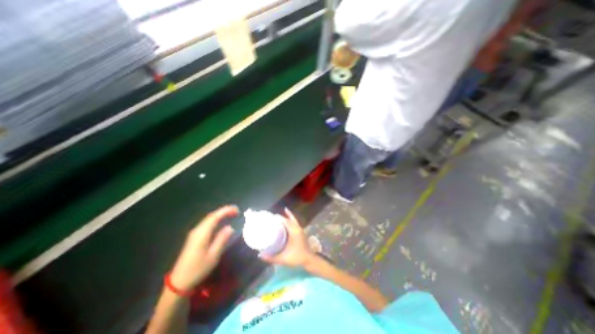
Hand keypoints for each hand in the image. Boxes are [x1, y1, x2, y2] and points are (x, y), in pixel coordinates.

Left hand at [168, 207, 237, 291]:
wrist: (179, 282)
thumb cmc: (198, 269)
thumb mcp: (213, 256)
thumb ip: (222, 240)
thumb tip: (230, 228)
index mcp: (202, 233)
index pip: (215, 217)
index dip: (226, 211)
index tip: (237, 209)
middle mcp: (197, 230)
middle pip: (212, 216)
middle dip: (224, 211)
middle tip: (236, 211)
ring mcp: (194, 233)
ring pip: (209, 219)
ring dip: (220, 215)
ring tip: (231, 215)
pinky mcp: (194, 237)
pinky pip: (207, 224)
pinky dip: (216, 220)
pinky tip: (221, 223)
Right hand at [260, 209, 314, 268]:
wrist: (309, 260)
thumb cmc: (297, 257)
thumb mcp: (284, 258)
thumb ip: (272, 258)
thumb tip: (260, 255)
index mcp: (294, 231)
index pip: (286, 221)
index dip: (280, 218)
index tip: (272, 216)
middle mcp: (298, 228)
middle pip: (290, 219)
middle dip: (282, 216)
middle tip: (274, 217)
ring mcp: (300, 230)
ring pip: (293, 220)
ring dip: (287, 217)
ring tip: (280, 216)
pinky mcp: (301, 232)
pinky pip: (295, 223)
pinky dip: (291, 220)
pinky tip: (287, 222)